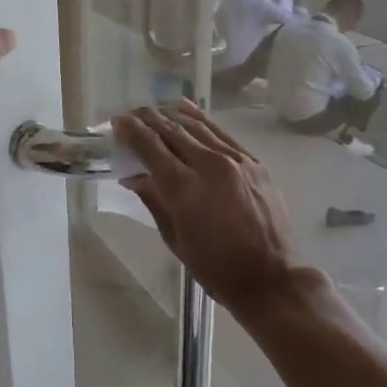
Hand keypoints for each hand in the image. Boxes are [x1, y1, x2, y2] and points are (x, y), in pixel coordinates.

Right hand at [111, 99, 301, 312]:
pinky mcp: (253, 161)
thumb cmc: (216, 268)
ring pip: (197, 126)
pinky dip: (200, 120)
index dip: (130, 131)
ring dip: (171, 115)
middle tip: (130, 114)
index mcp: (184, 188)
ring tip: (153, 110)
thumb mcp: (175, 239)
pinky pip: (220, 133)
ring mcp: (235, 160)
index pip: (150, 147)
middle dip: (147, 119)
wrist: (270, 277)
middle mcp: (209, 165)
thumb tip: (133, 176)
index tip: (116, 122)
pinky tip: (186, 109)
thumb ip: (154, 200)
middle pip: (171, 130)